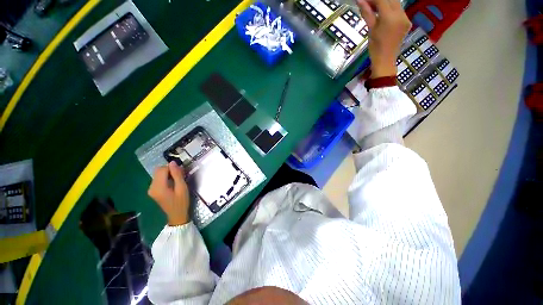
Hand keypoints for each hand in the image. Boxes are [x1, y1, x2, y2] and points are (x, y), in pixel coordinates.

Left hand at [148, 161, 189, 225]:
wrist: (177, 215)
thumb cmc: (181, 202)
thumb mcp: (182, 188)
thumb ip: (177, 175)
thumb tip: (173, 162)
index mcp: (158, 187)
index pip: (162, 170)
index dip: (172, 168)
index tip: (181, 171)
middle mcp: (151, 187)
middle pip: (158, 171)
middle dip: (169, 170)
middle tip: (180, 175)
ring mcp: (151, 189)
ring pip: (158, 174)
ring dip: (168, 173)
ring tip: (178, 179)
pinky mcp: (153, 191)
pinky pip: (158, 179)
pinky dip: (166, 177)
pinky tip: (173, 183)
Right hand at [357, 0, 411, 77]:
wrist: (385, 61)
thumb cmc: (375, 48)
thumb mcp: (370, 30)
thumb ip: (367, 13)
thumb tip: (360, 1)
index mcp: (390, 18)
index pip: (382, 0)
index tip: (364, 1)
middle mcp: (401, 15)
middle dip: (379, 0)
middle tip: (369, 3)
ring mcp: (406, 18)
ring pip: (396, 3)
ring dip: (385, 3)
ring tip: (374, 7)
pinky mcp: (407, 22)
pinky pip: (399, 10)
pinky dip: (391, 9)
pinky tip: (383, 13)